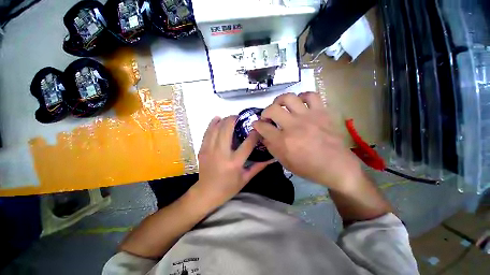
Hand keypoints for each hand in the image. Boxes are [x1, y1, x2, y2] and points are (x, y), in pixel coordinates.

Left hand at [194, 116, 271, 206]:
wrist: (206, 193)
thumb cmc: (228, 187)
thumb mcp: (245, 178)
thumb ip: (258, 166)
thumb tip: (271, 158)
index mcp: (234, 162)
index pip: (247, 144)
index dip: (254, 134)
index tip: (258, 127)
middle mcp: (222, 154)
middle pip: (227, 130)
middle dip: (234, 119)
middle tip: (240, 117)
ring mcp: (210, 150)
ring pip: (216, 129)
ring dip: (224, 120)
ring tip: (231, 117)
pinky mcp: (203, 149)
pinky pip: (207, 133)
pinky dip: (212, 124)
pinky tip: (217, 118)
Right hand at [253, 92, 362, 190]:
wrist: (336, 166)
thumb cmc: (308, 168)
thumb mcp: (284, 162)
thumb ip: (271, 147)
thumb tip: (263, 135)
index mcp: (284, 141)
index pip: (263, 127)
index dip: (256, 125)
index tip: (256, 124)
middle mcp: (293, 126)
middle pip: (272, 109)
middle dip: (265, 112)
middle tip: (267, 116)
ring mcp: (308, 117)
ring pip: (289, 98)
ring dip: (280, 100)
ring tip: (280, 106)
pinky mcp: (321, 112)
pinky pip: (311, 96)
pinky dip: (303, 96)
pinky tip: (300, 103)